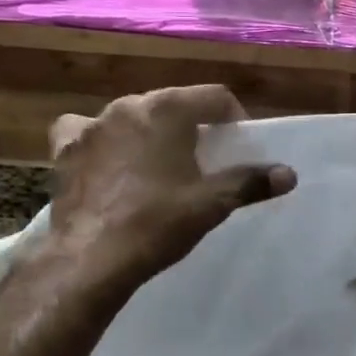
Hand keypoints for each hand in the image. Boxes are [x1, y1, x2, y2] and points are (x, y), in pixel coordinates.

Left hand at [48, 85, 295, 281]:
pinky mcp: (65, 148)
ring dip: (148, 132)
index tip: (236, 146)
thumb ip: (250, 182)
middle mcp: (128, 105)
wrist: (91, 258)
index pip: (214, 96)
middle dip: (190, 125)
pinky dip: (101, 140)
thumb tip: (289, 174)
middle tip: (200, 159)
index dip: (232, 118)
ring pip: (131, 116)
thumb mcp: (211, 204)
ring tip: (156, 164)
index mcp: (168, 109)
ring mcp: (92, 124)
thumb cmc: (158, 223)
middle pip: (172, 104)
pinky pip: (87, 131)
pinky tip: (106, 160)